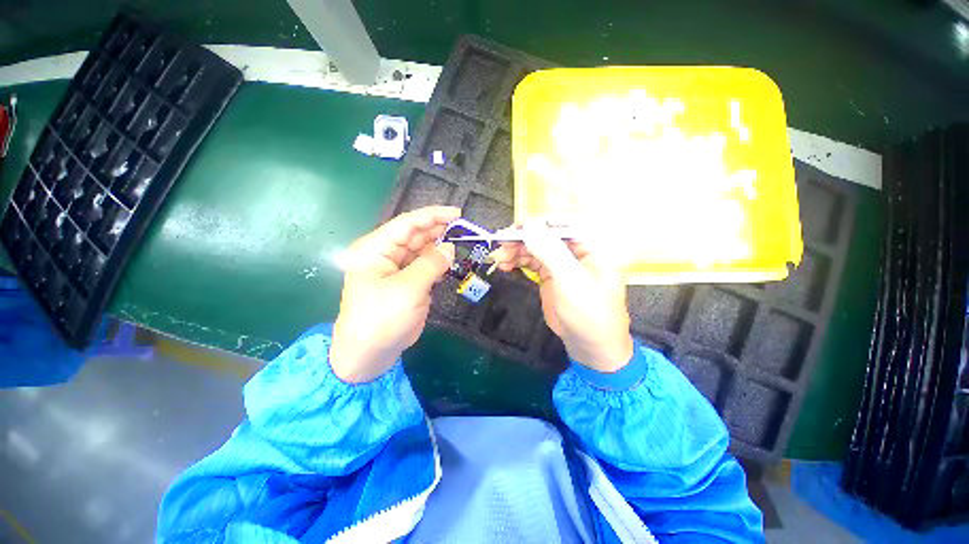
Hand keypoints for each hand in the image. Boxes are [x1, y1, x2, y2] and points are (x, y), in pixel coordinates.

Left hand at [330, 206, 459, 382]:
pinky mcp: (407, 281)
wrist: (370, 354)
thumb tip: (450, 247)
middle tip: (465, 229)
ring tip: (462, 241)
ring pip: (422, 249)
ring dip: (440, 245)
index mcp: (376, 249)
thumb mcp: (408, 289)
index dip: (433, 216)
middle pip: (416, 234)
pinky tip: (452, 259)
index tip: (458, 213)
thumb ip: (431, 264)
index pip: (407, 224)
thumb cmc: (382, 318)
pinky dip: (439, 261)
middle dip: (439, 230)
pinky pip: (425, 265)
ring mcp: (397, 268)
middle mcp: (385, 254)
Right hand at [491, 222, 633, 372]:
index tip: (518, 227)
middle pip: (545, 236)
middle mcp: (575, 251)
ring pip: (535, 249)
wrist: (590, 345)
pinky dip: (517, 262)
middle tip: (501, 243)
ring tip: (499, 257)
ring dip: (516, 251)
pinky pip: (531, 263)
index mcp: (589, 246)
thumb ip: (550, 251)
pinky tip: (504, 265)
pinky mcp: (549, 277)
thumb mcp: (570, 279)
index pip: (564, 224)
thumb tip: (529, 226)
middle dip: (523, 239)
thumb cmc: (589, 311)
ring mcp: (561, 264)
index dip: (540, 223)